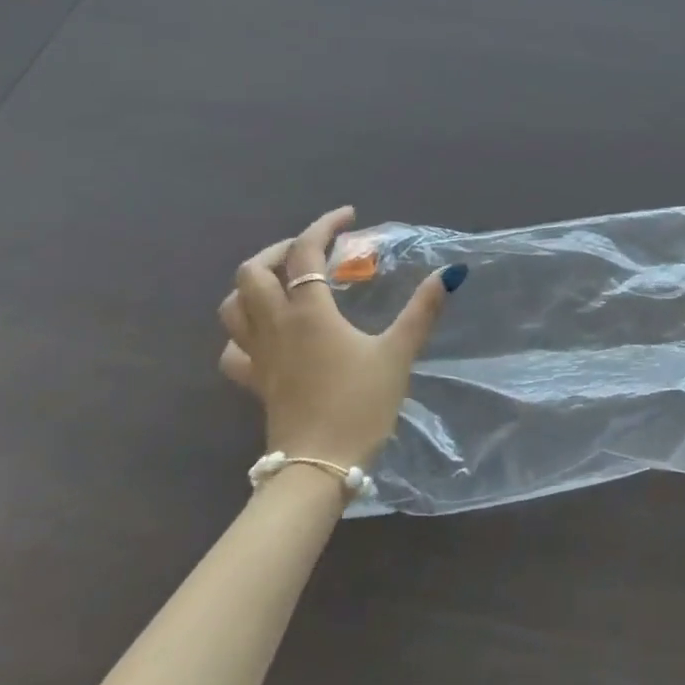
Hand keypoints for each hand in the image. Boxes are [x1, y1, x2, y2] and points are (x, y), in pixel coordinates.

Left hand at [217, 207, 466, 471]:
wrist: (318, 468)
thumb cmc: (360, 405)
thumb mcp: (398, 353)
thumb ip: (422, 310)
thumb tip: (451, 273)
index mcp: (308, 313)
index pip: (305, 253)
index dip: (324, 226)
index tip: (349, 216)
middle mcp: (275, 327)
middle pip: (252, 274)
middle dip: (279, 251)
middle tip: (311, 250)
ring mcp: (259, 357)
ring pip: (233, 308)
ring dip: (253, 285)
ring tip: (284, 282)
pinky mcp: (256, 384)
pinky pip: (234, 349)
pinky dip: (244, 332)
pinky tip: (267, 335)